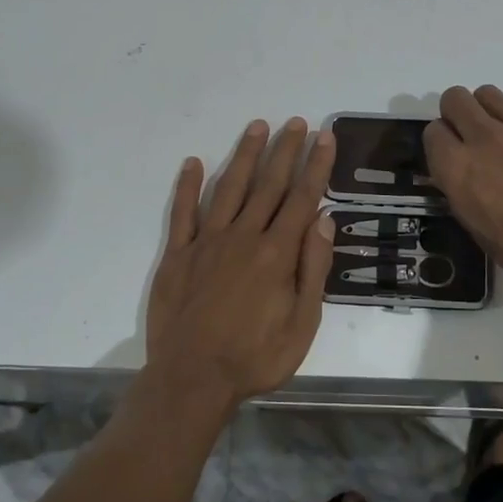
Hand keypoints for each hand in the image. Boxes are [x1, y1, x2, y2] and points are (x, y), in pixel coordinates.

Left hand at [144, 118, 337, 411]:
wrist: (192, 379)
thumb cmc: (255, 358)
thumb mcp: (302, 324)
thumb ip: (313, 269)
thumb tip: (323, 219)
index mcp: (277, 253)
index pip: (302, 198)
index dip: (315, 165)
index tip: (324, 137)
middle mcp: (243, 237)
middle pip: (268, 185)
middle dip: (284, 150)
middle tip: (296, 121)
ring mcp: (207, 242)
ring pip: (229, 188)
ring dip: (244, 156)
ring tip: (257, 127)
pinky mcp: (177, 254)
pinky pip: (183, 212)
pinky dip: (188, 186)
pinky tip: (194, 162)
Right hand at [424, 86, 502, 301]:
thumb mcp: (478, 230)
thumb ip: (464, 193)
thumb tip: (464, 179)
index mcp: (458, 168)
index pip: (432, 132)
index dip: (441, 143)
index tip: (452, 155)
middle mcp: (483, 138)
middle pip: (455, 98)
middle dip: (458, 113)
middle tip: (473, 135)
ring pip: (489, 93)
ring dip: (491, 110)